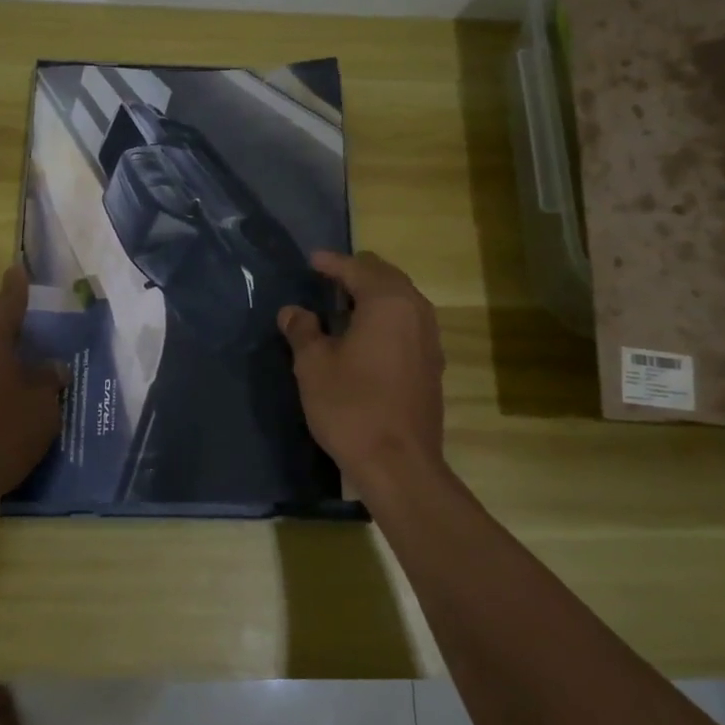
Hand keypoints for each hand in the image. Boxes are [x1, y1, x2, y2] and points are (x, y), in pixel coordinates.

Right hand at [278, 251, 444, 484]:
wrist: (399, 464)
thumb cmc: (351, 407)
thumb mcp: (313, 366)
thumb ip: (302, 331)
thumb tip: (293, 311)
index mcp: (388, 302)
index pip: (357, 268)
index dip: (331, 263)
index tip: (311, 260)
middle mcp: (416, 311)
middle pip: (385, 277)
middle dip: (356, 273)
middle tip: (326, 279)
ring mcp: (430, 338)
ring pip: (401, 300)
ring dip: (373, 295)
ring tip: (342, 304)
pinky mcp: (432, 363)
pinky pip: (407, 323)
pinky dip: (385, 317)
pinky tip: (364, 336)